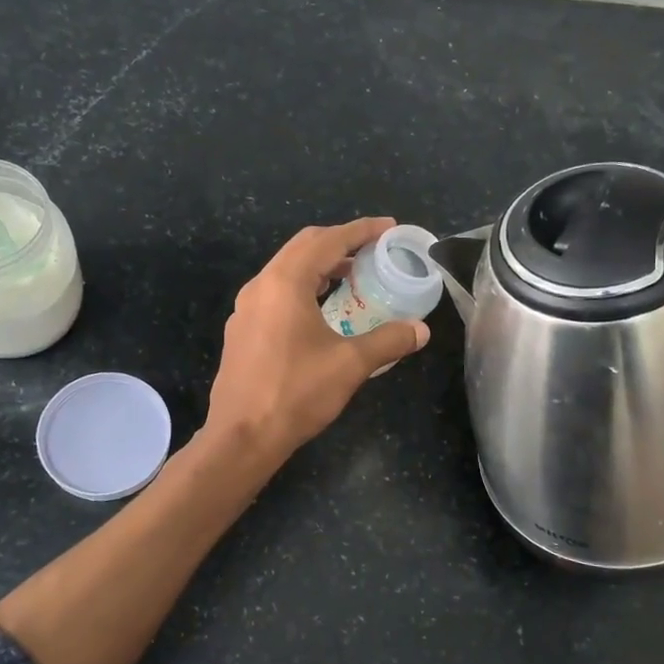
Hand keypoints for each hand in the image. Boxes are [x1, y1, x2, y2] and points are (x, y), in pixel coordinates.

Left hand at [205, 218, 429, 461]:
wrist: (242, 437)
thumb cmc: (296, 393)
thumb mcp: (350, 365)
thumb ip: (389, 341)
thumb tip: (421, 330)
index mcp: (284, 283)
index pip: (328, 240)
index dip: (361, 230)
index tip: (388, 227)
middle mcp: (260, 286)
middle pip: (303, 247)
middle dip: (339, 242)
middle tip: (373, 250)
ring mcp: (246, 309)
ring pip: (286, 270)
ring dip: (320, 266)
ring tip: (352, 276)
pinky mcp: (242, 330)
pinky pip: (276, 292)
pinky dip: (303, 287)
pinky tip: (321, 310)